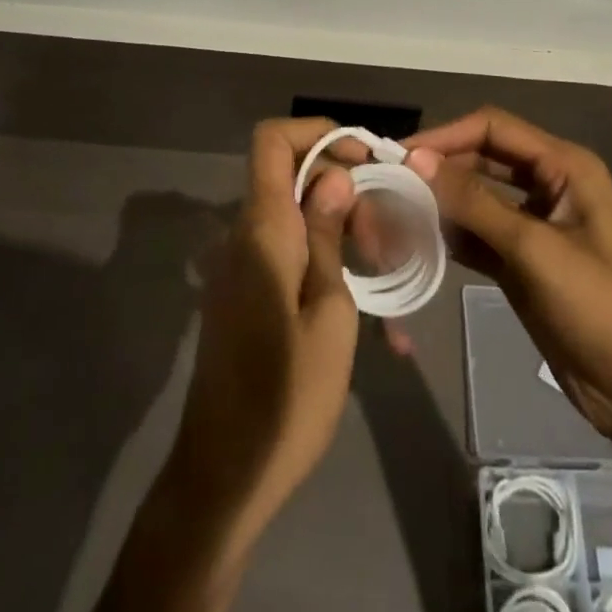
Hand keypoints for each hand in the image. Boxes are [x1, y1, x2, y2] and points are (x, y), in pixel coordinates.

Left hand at [167, 118, 359, 547]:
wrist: (223, 478)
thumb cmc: (287, 397)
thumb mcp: (329, 312)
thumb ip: (326, 235)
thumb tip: (333, 177)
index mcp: (262, 230)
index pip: (272, 140)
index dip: (319, 133)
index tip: (365, 161)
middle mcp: (243, 236)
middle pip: (292, 177)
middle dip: (345, 191)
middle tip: (388, 239)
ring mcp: (240, 266)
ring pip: (295, 216)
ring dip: (340, 230)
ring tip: (386, 273)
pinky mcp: (243, 295)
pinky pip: (285, 252)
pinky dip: (323, 259)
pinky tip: (363, 305)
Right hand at [407, 107, 611, 439]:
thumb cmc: (601, 307)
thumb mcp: (535, 249)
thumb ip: (474, 202)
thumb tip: (416, 159)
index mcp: (565, 166)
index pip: (494, 128)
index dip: (446, 136)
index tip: (401, 155)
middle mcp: (548, 185)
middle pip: (482, 159)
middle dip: (439, 169)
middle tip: (389, 184)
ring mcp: (535, 225)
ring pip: (477, 198)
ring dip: (440, 203)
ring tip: (394, 213)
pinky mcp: (523, 262)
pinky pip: (479, 235)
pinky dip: (450, 235)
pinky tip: (416, 242)